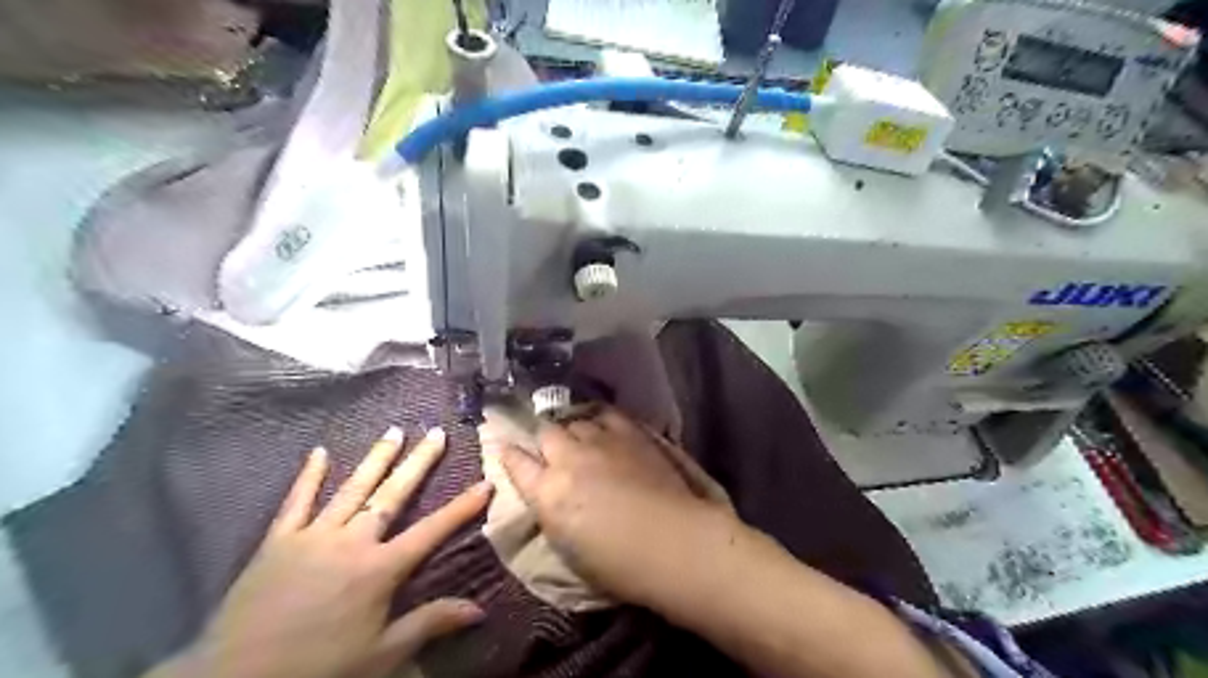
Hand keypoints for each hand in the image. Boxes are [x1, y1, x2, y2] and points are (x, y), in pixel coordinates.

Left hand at [152, 426, 490, 677]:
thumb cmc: (318, 668)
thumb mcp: (381, 655)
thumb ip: (429, 623)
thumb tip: (479, 609)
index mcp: (380, 568)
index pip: (432, 530)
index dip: (462, 507)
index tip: (485, 482)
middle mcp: (352, 542)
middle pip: (393, 495)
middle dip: (419, 463)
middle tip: (436, 433)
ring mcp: (313, 536)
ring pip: (352, 489)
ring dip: (376, 459)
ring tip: (394, 431)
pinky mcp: (278, 542)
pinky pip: (295, 502)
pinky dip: (307, 476)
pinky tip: (318, 452)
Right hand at [489, 407, 736, 609]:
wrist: (676, 542)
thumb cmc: (621, 564)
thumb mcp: (569, 548)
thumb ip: (551, 512)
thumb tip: (547, 494)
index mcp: (549, 492)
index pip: (516, 462)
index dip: (509, 454)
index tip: (507, 449)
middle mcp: (570, 458)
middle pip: (546, 432)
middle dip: (544, 439)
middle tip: (551, 449)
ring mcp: (602, 441)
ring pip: (576, 421)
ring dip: (574, 429)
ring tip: (580, 438)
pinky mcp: (632, 433)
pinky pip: (608, 415)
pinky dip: (601, 420)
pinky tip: (605, 426)